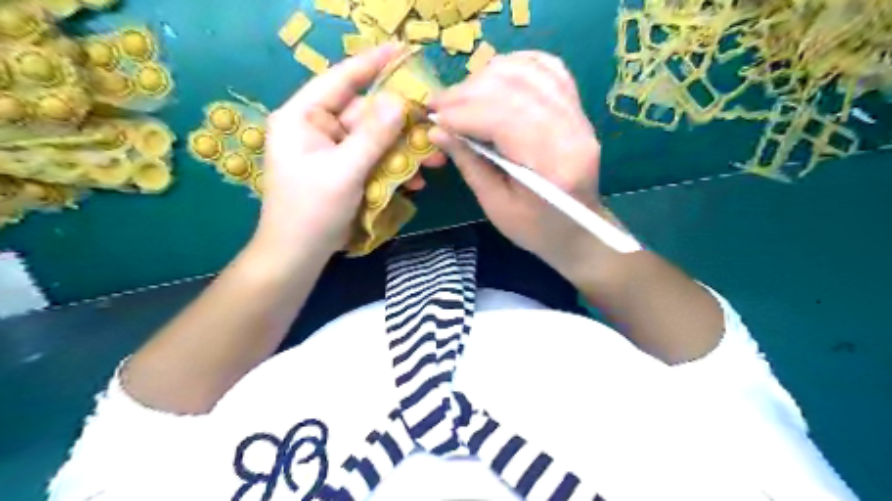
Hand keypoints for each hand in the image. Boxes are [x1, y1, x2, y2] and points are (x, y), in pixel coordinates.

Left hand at [260, 43, 449, 258]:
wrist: (298, 255)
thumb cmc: (311, 211)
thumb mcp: (343, 172)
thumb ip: (372, 136)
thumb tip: (399, 102)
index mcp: (303, 118)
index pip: (340, 80)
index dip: (371, 64)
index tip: (402, 49)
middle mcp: (318, 128)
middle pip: (366, 114)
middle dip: (401, 125)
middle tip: (434, 127)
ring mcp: (333, 151)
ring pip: (375, 140)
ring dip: (404, 150)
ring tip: (434, 159)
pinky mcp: (346, 171)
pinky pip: (374, 160)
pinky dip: (394, 169)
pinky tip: (415, 181)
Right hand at [429, 51, 614, 272]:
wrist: (577, 230)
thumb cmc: (535, 229)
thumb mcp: (495, 205)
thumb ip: (469, 163)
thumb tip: (436, 130)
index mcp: (552, 167)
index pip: (504, 119)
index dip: (463, 112)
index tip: (433, 117)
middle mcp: (572, 133)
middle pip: (515, 89)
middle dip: (468, 92)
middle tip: (439, 105)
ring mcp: (579, 116)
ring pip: (530, 72)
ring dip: (487, 76)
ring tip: (461, 95)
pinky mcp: (577, 108)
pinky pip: (548, 69)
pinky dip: (515, 66)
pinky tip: (493, 77)